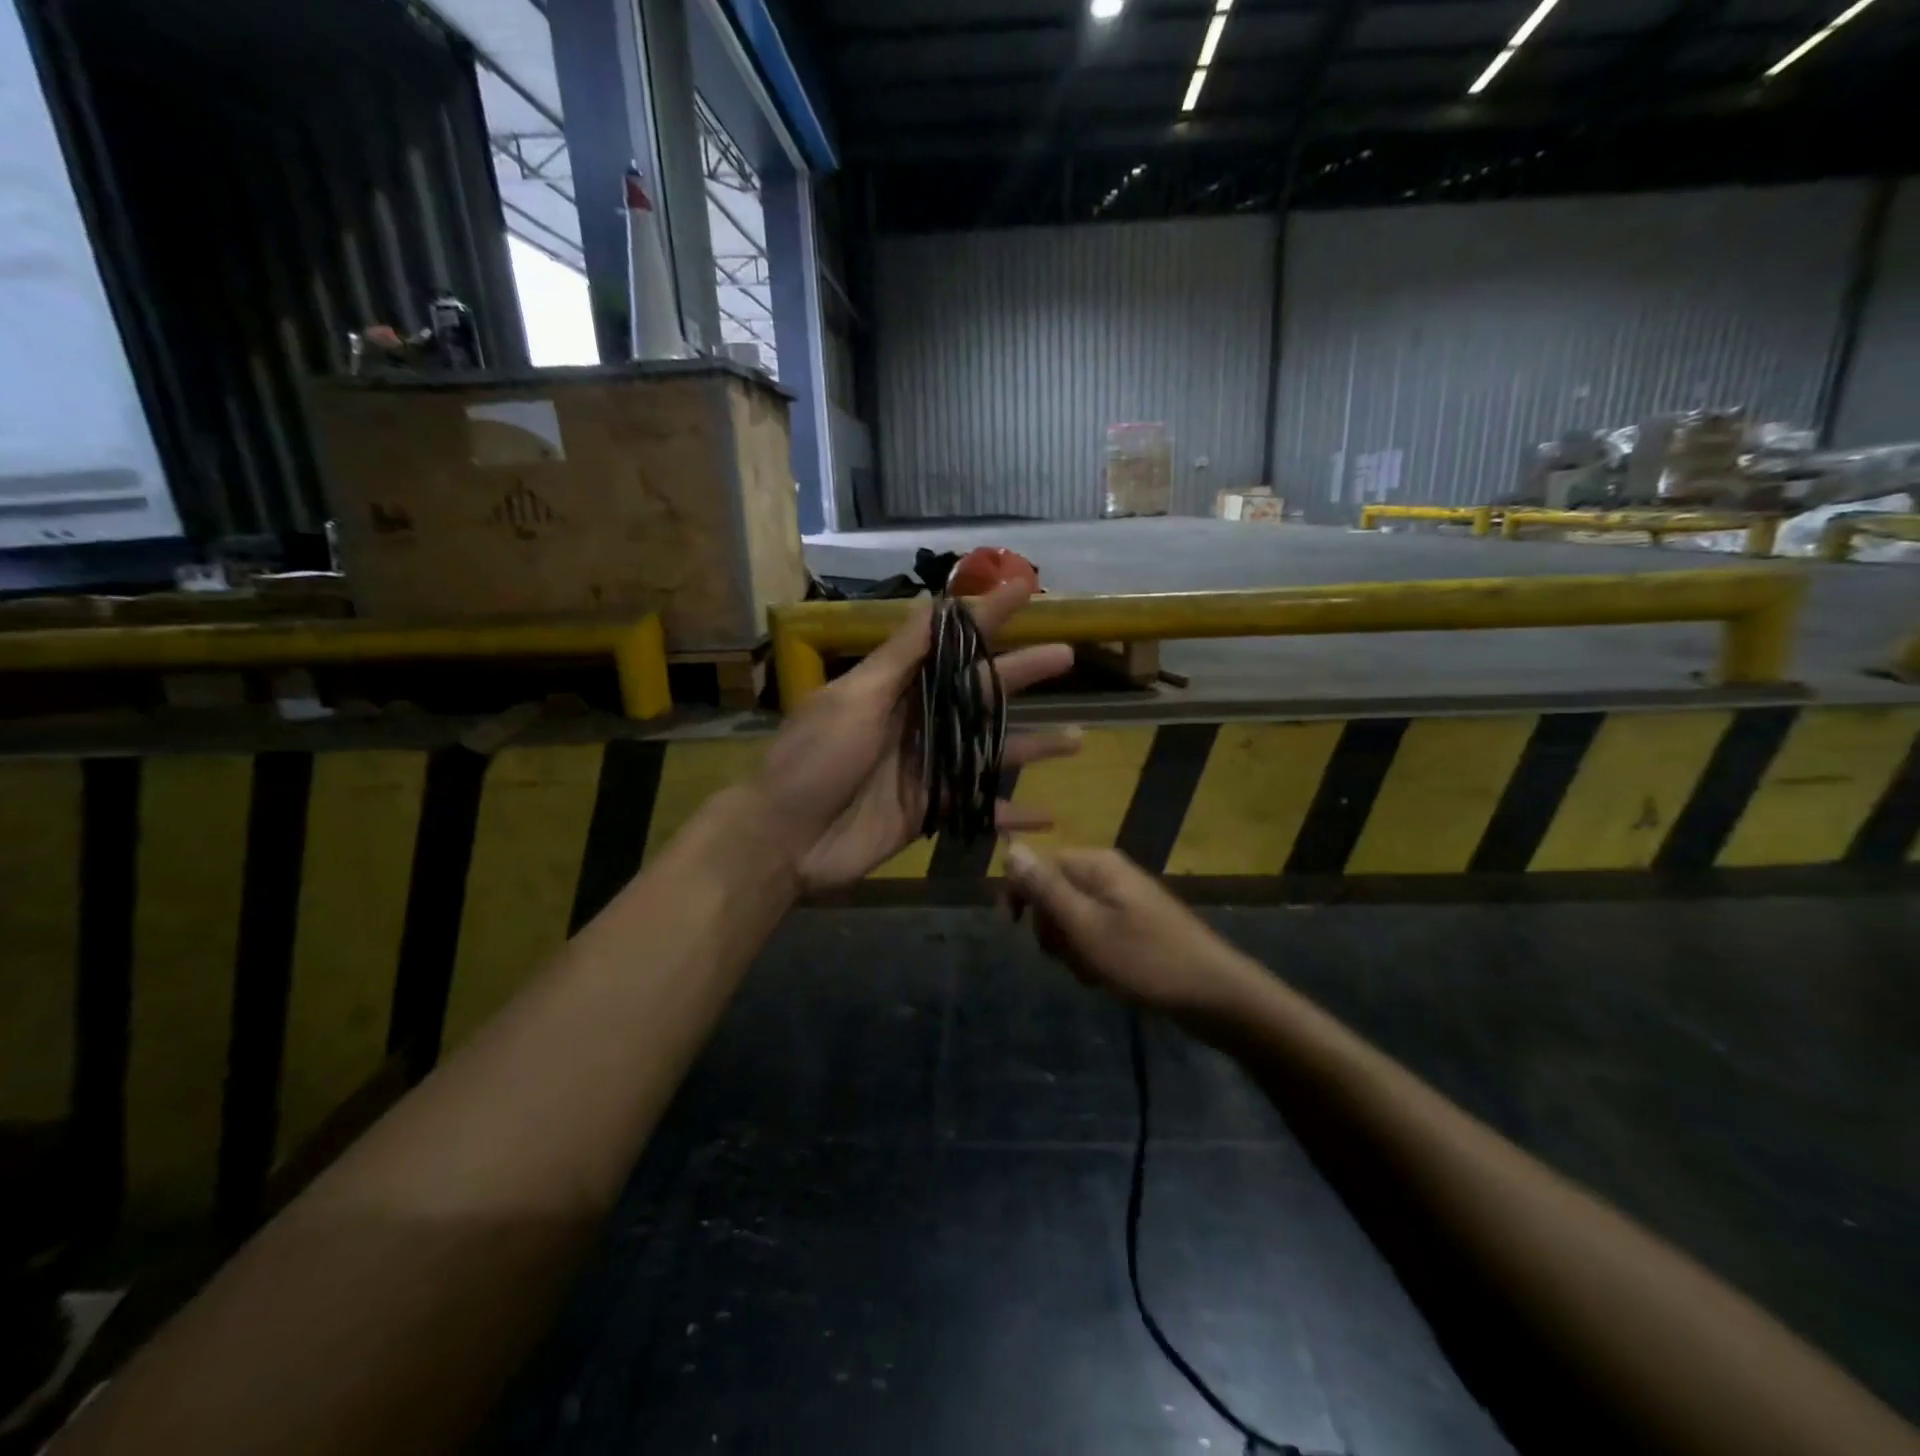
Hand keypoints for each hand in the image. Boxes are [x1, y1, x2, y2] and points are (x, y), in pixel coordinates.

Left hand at [755, 580, 1080, 892]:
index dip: (987, 616)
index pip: (950, 644)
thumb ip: (900, 658)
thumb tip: (933, 605)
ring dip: (1033, 746)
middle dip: (1023, 673)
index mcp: (897, 688)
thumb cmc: (814, 760)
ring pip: (991, 753)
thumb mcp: (854, 699)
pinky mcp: (930, 812)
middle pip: (980, 694)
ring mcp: (927, 769)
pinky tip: (1048, 815)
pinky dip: (1011, 816)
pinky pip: (979, 811)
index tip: (1024, 588)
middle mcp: (918, 722)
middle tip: (1067, 656)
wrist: (784, 839)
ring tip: (1079, 739)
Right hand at [1003, 845, 1264, 1017]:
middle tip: (1065, 956)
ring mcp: (1126, 900)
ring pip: (1074, 917)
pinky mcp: (1137, 925)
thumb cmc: (1144, 960)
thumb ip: (1045, 889)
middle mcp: (1110, 874)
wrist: (1213, 995)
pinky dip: (1092, 954)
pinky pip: (1096, 932)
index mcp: (1097, 865)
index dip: (1023, 893)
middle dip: (1051, 927)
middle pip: (1056, 891)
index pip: (1041, 864)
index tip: (1012, 927)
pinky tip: (1104, 977)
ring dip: (1071, 947)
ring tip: (1090, 972)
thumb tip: (1011, 849)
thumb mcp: (1085, 926)